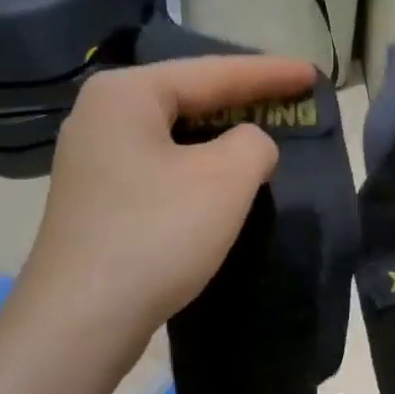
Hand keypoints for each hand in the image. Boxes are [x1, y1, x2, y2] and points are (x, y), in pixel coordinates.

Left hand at [16, 54, 318, 350]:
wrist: (80, 320)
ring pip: (171, 137)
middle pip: (186, 98)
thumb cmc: (155, 237)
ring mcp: (91, 161)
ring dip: (218, 140)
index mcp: (125, 94)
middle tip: (291, 103)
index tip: (314, 74)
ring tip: (262, 140)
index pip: (211, 73)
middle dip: (241, 103)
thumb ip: (254, 144)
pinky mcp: (94, 201)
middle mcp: (99, 116)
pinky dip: (193, 170)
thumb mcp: (224, 181)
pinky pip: (157, 169)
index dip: (269, 73)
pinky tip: (217, 184)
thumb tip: (248, 145)